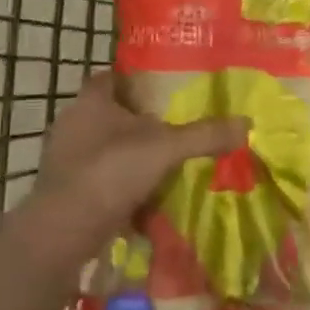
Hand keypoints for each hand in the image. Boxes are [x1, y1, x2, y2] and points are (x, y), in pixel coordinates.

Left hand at [34, 75, 248, 229]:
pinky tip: (148, 198)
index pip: (114, 75)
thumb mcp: (165, 148)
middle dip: (142, 121)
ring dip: (133, 156)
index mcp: (91, 100)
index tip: (168, 87)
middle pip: (113, 113)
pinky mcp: (67, 191)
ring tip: (168, 163)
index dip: (139, 78)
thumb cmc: (109, 172)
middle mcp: (73, 123)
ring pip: (107, 148)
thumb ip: (204, 135)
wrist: (61, 234)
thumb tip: (248, 123)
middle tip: (177, 126)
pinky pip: (102, 180)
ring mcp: (66, 159)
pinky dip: (123, 187)